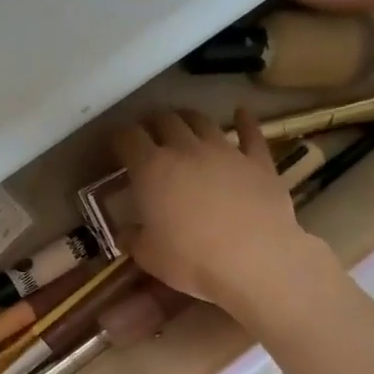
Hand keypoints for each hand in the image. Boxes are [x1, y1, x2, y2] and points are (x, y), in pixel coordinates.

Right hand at [114, 107, 335, 312]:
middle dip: (152, 123)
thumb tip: (127, 232)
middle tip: (148, 133)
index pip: (128, 138)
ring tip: (183, 123)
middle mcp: (185, 149)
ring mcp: (225, 151)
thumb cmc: (191, 260)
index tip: (115, 145)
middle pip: (165, 120)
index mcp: (151, 169)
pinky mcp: (258, 161)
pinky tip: (241, 112)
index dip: (119, 137)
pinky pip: (250, 133)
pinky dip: (244, 121)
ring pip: (202, 121)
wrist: (255, 261)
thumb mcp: (148, 256)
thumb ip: (134, 238)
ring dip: (188, 118)